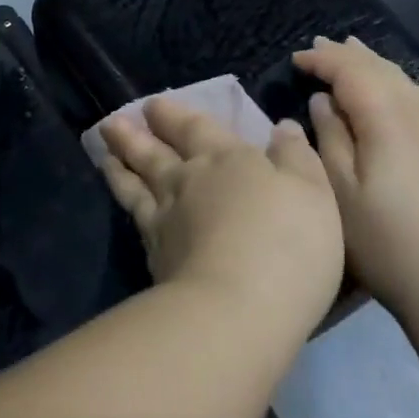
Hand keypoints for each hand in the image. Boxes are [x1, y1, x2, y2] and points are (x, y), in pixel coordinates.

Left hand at [97, 99, 344, 339]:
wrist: (237, 312)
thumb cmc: (286, 244)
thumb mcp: (312, 192)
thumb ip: (296, 157)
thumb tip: (283, 127)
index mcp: (228, 159)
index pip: (196, 128)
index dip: (174, 115)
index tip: (152, 105)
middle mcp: (190, 181)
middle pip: (157, 152)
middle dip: (136, 135)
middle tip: (113, 123)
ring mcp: (167, 220)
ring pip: (138, 184)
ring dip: (121, 166)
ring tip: (106, 153)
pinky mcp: (157, 258)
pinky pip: (136, 220)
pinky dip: (127, 206)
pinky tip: (126, 207)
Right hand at [292, 36, 418, 317]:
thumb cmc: (386, 240)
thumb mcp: (340, 192)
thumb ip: (330, 137)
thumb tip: (323, 101)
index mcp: (387, 116)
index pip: (350, 70)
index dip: (321, 60)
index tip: (296, 60)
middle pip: (380, 67)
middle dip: (347, 54)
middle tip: (320, 45)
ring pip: (405, 79)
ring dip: (374, 64)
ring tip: (354, 53)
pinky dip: (398, 84)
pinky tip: (394, 91)